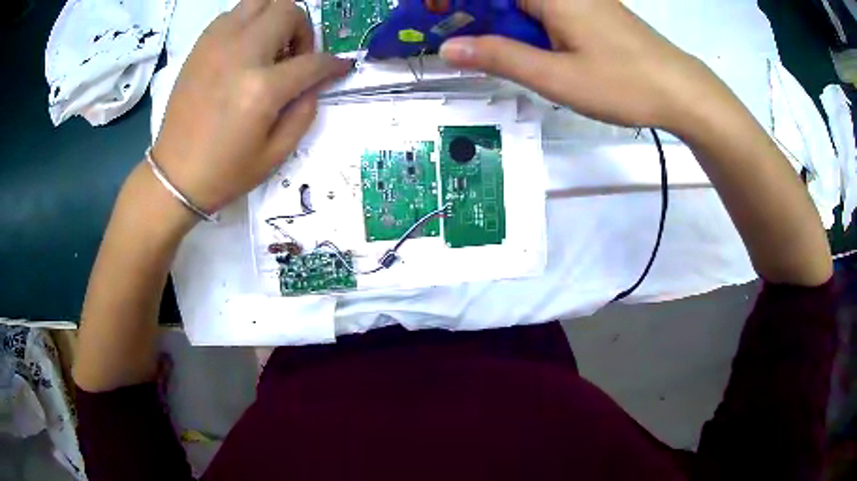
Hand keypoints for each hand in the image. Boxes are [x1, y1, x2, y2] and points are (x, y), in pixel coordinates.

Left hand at [152, 0, 351, 213]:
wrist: (174, 176)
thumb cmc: (225, 172)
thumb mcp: (276, 153)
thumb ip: (305, 111)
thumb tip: (316, 82)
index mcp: (261, 89)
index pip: (313, 61)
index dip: (334, 64)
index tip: (341, 67)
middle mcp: (240, 55)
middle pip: (288, 11)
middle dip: (303, 28)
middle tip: (296, 55)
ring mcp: (216, 45)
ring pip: (259, 2)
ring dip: (275, 18)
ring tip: (270, 46)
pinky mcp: (200, 47)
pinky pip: (232, 14)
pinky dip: (248, 22)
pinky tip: (245, 49)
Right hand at [440, 0, 719, 131]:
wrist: (679, 89)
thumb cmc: (624, 83)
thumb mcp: (556, 77)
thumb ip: (501, 57)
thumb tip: (449, 48)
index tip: (433, 15)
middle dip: (470, 9)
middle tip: (453, 36)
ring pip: (519, 1)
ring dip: (494, 17)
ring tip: (482, 46)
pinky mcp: (586, 7)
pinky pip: (540, 7)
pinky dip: (520, 21)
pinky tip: (523, 45)